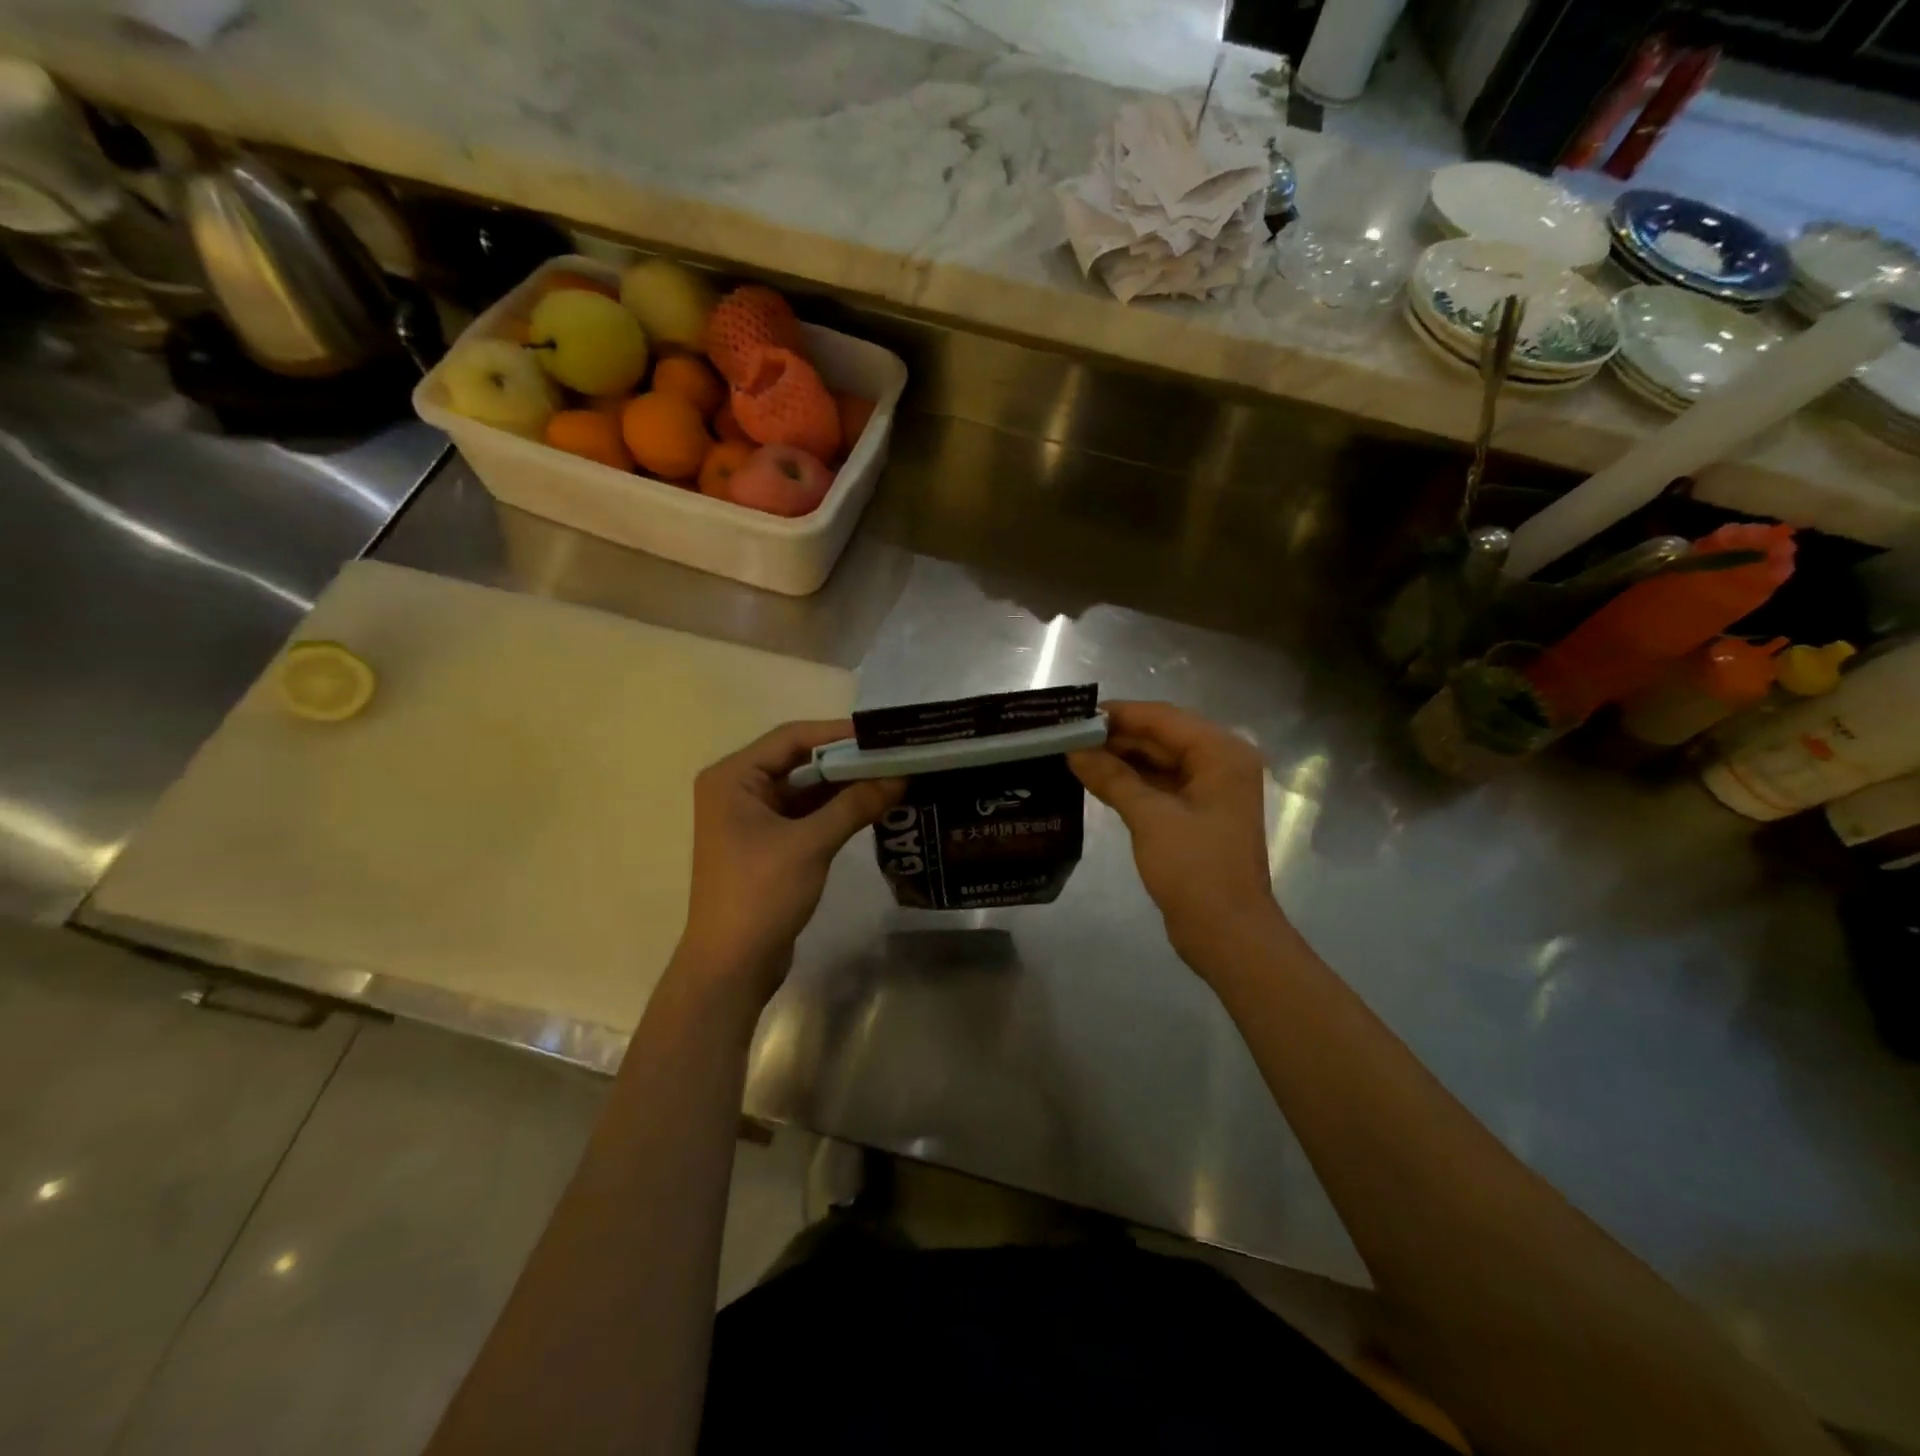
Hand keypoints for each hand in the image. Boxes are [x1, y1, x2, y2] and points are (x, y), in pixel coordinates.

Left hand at [677, 720, 901, 1009]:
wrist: (731, 966)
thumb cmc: (760, 894)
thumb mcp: (811, 844)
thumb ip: (855, 805)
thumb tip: (901, 776)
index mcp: (733, 778)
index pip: (791, 738)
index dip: (837, 733)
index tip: (882, 733)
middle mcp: (738, 789)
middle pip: (799, 761)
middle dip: (846, 760)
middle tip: (894, 754)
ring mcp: (752, 818)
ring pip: (805, 789)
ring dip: (844, 786)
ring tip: (893, 776)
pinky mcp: (768, 844)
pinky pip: (806, 815)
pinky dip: (836, 810)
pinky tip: (872, 806)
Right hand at [1068, 701, 1286, 969]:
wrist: (1227, 933)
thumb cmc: (1195, 869)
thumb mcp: (1150, 817)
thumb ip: (1112, 777)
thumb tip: (1073, 750)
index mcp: (1221, 753)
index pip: (1163, 718)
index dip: (1118, 714)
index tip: (1074, 714)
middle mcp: (1220, 762)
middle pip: (1161, 736)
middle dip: (1115, 736)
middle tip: (1066, 735)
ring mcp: (1209, 789)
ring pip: (1158, 760)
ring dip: (1120, 758)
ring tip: (1072, 753)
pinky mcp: (1196, 813)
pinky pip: (1159, 784)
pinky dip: (1130, 781)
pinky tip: (1095, 779)